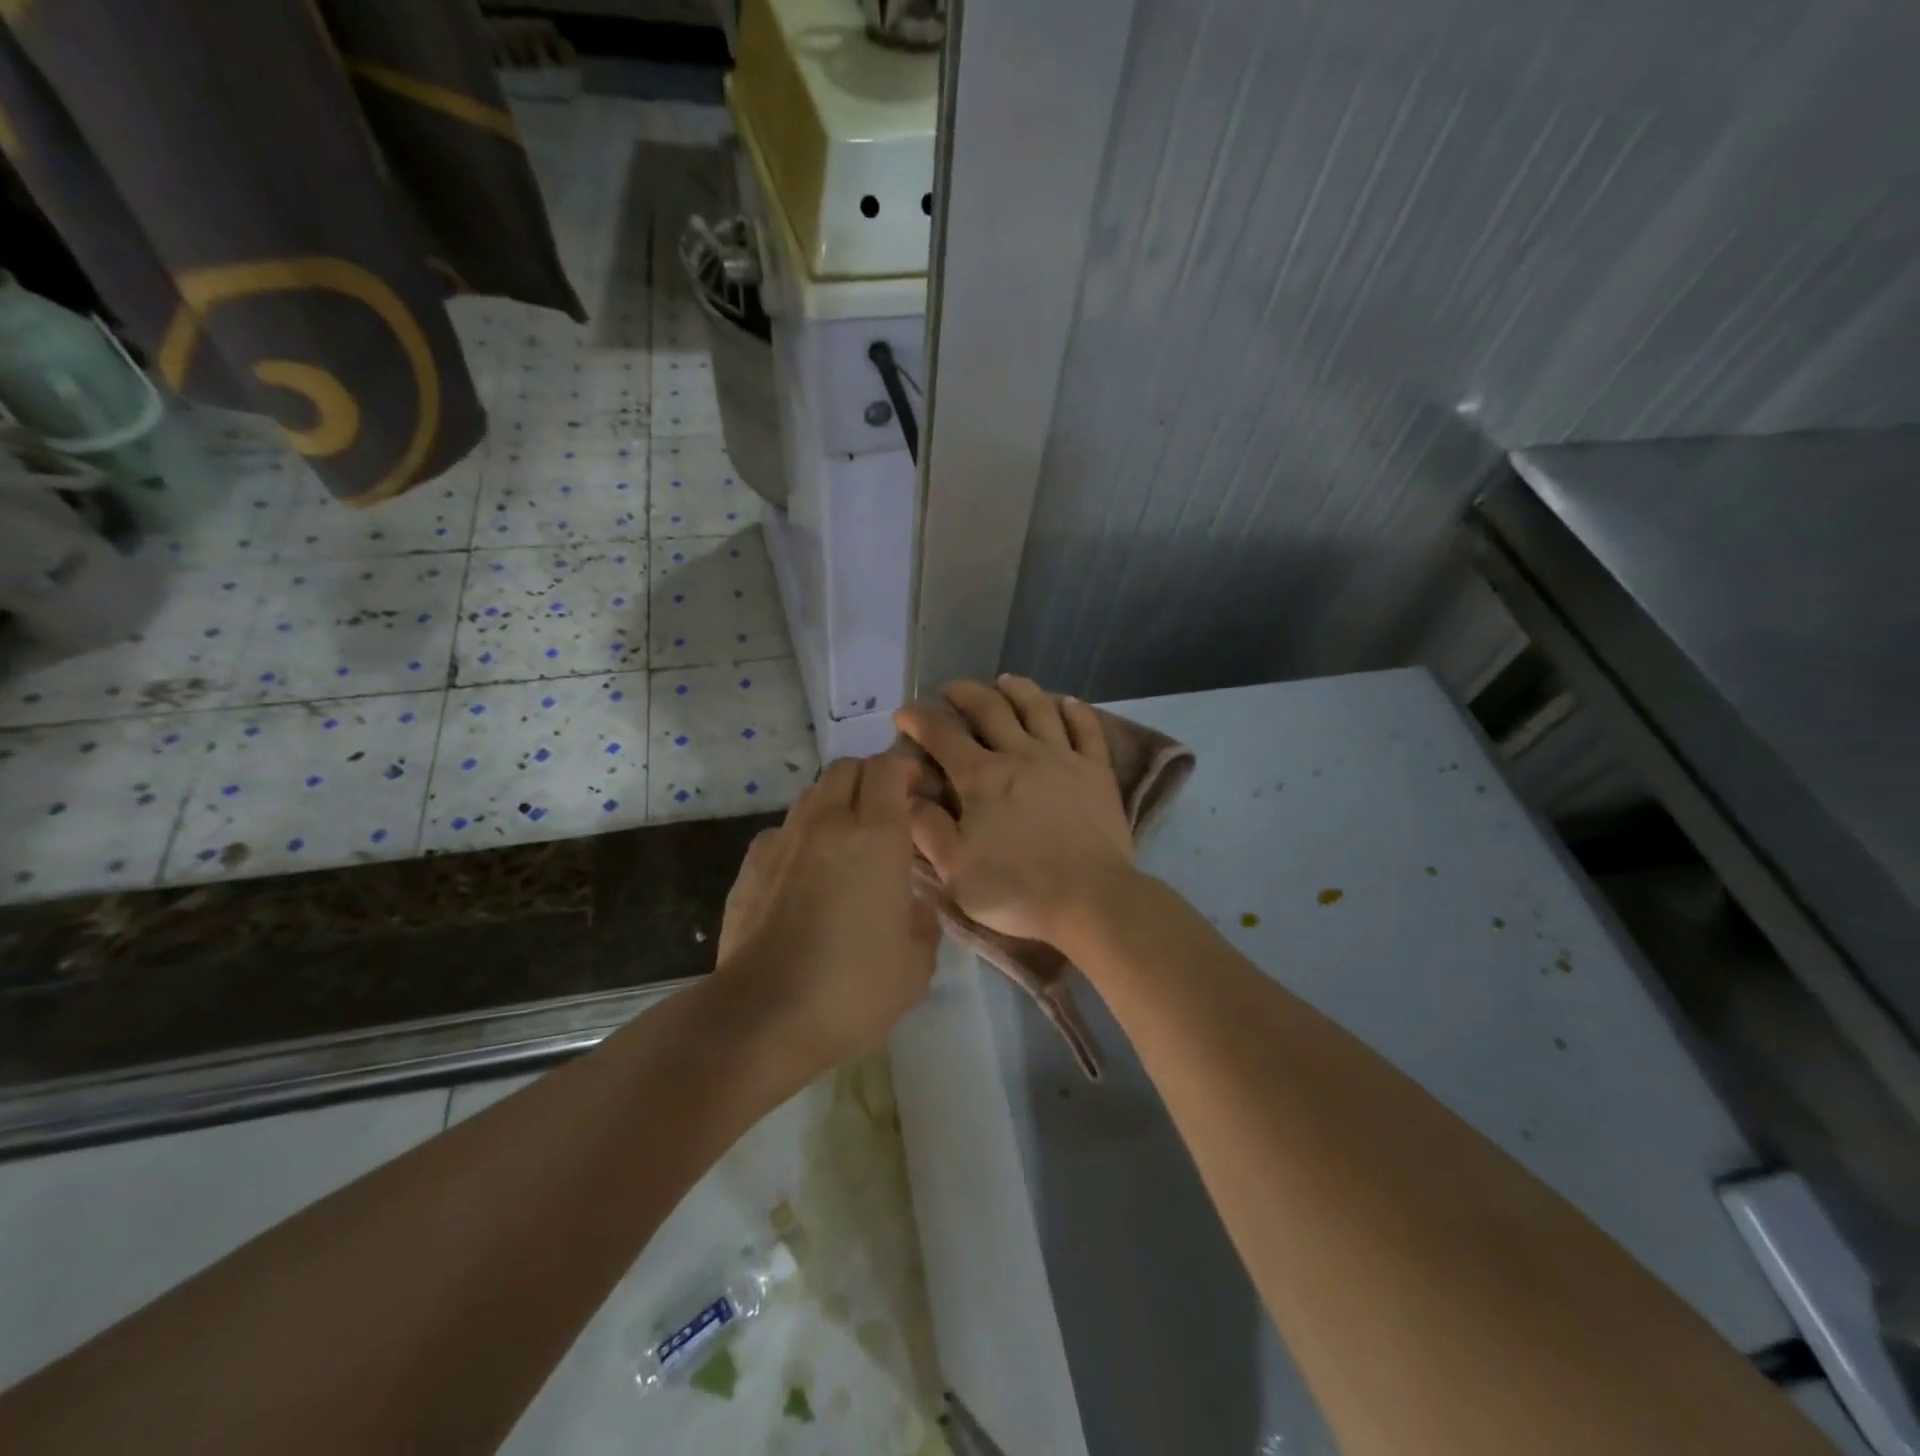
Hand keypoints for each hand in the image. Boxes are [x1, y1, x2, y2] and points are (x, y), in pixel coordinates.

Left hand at [713, 755, 938, 1071]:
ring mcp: (783, 842)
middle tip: (885, 811)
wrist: (763, 1017)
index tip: (918, 792)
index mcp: (876, 837)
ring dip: (834, 805)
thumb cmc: (853, 989)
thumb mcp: (915, 965)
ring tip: (846, 842)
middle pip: (846, 768)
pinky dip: (799, 838)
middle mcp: (828, 824)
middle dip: (869, 777)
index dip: (906, 770)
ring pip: (811, 796)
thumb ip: (922, 924)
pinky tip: (804, 874)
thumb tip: (912, 907)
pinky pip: (781, 832)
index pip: (888, 768)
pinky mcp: (750, 866)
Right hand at [894, 676, 1136, 947]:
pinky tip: (1067, 702)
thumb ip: (927, 829)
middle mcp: (1020, 754)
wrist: (1091, 900)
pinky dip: (1075, 711)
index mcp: (981, 777)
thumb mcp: (955, 869)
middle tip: (950, 689)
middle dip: (965, 693)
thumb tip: (905, 795)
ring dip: (1018, 689)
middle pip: (990, 708)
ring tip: (1005, 681)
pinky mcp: (1097, 771)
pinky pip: (1086, 729)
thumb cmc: (1016, 890)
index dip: (919, 718)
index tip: (904, 713)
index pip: (942, 734)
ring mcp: (1063, 758)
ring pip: (1038, 708)